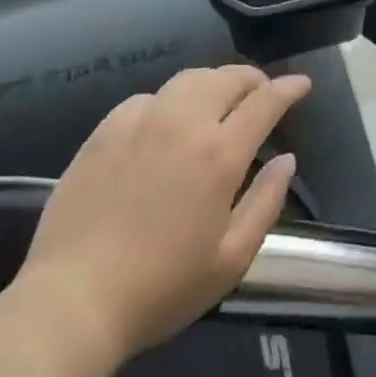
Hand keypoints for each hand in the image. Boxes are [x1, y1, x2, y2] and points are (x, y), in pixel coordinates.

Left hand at [11, 65, 312, 362]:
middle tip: (261, 92)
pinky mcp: (108, 126)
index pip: (264, 102)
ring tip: (219, 99)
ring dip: (213, 82)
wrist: (74, 298)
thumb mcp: (229, 261)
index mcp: (219, 153)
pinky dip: (170, 100)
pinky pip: (150, 97)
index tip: (301, 84)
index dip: (287, 88)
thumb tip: (286, 160)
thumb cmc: (161, 289)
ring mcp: (143, 117)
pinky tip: (166, 122)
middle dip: (252, 79)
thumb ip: (265, 203)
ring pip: (189, 79)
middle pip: (227, 78)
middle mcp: (185, 121)